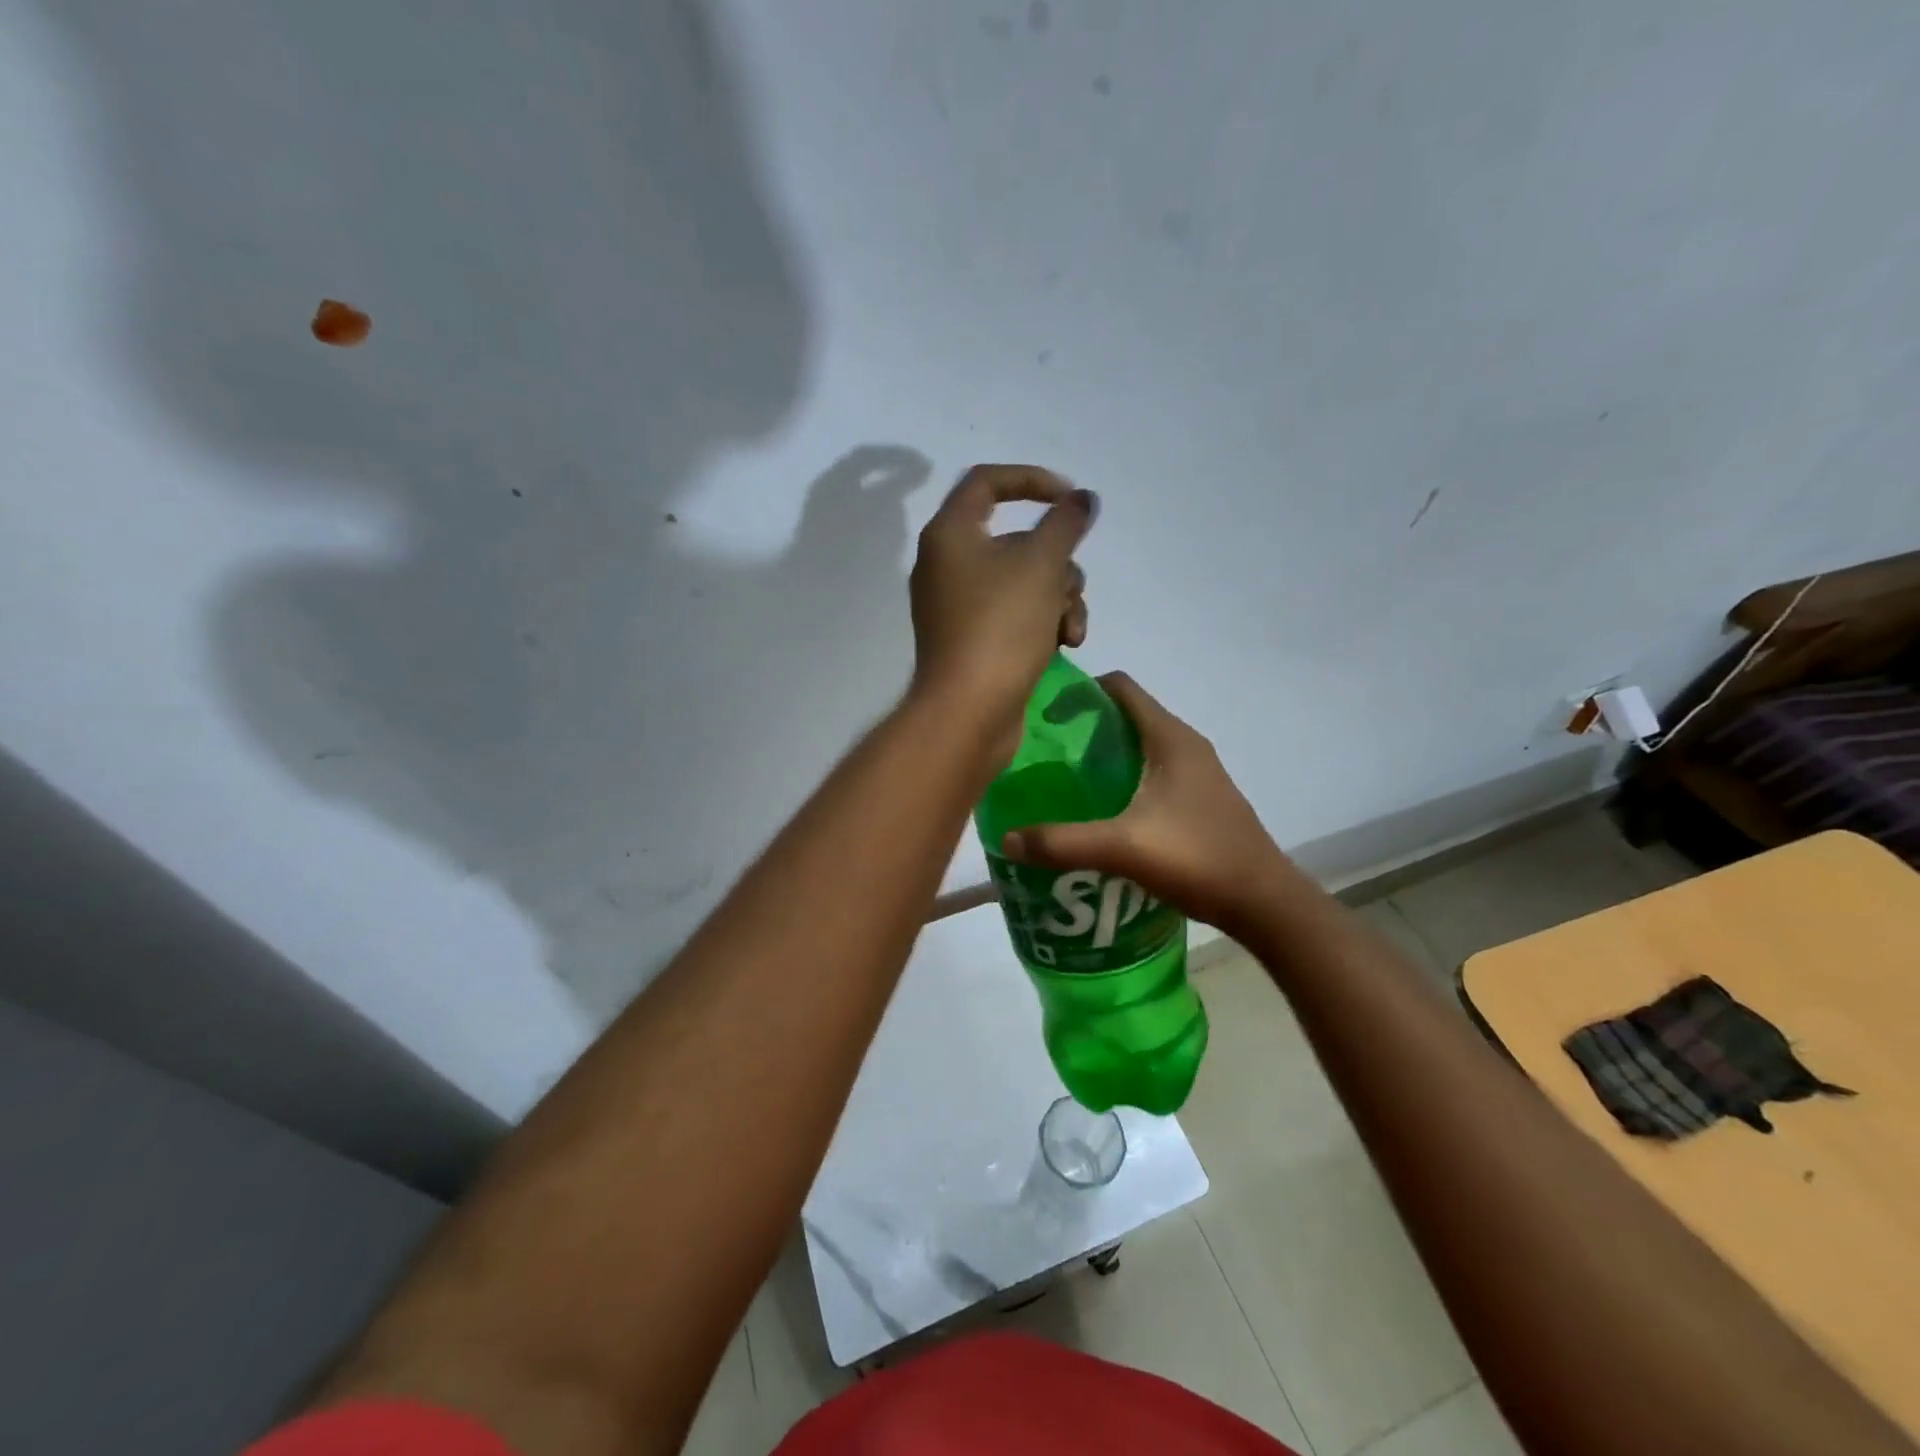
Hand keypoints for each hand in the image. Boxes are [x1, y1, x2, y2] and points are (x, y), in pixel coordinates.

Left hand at [909, 464, 1095, 749]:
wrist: (970, 711)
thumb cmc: (1001, 627)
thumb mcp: (1042, 564)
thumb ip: (1065, 523)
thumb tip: (1080, 500)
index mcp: (950, 534)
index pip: (987, 482)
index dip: (1033, 480)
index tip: (1071, 500)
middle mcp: (948, 565)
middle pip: (1018, 540)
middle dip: (1058, 562)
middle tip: (1070, 586)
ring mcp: (960, 606)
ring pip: (1025, 581)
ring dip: (1060, 598)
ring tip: (1070, 630)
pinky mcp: (975, 640)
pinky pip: (1016, 614)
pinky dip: (1042, 622)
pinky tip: (1063, 645)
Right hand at [1001, 673, 1291, 938]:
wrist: (1263, 902)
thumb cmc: (1197, 858)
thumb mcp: (1122, 848)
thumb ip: (1062, 842)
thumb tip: (1007, 839)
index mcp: (1170, 738)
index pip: (1120, 687)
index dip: (1080, 691)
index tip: (1044, 715)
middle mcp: (1185, 745)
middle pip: (1127, 715)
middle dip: (1084, 727)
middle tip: (1044, 754)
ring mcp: (1197, 772)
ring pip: (1140, 746)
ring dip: (1104, 755)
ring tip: (1065, 783)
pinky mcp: (1200, 799)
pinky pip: (1153, 772)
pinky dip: (1124, 779)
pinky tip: (1103, 813)